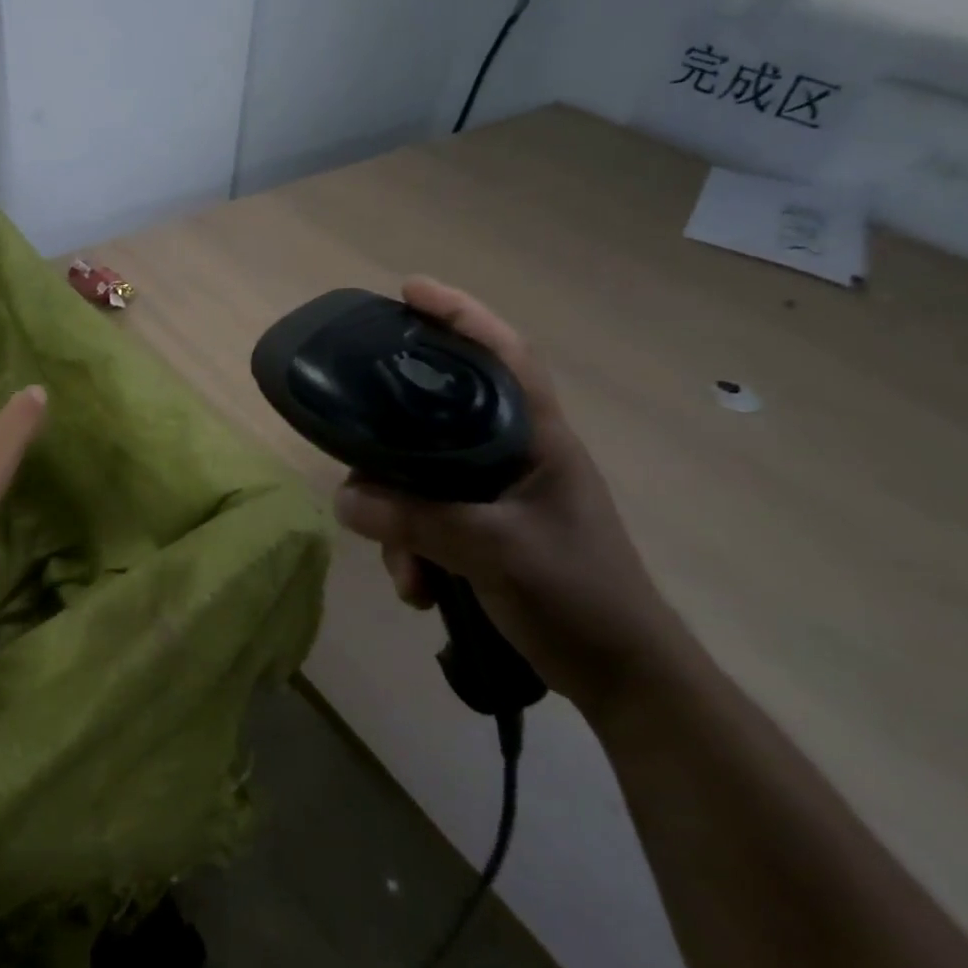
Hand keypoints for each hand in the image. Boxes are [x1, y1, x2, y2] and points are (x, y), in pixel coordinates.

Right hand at [331, 278, 689, 718]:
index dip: (459, 312)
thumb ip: (417, 520)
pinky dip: (414, 549)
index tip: (408, 291)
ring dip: (401, 523)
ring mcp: (500, 495)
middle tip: (358, 454)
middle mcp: (515, 455)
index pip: (503, 352)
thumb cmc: (578, 596)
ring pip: (424, 479)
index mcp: (537, 437)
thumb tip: (345, 497)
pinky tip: (418, 588)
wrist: (623, 677)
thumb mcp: (494, 552)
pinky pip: (430, 520)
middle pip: (439, 419)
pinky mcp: (487, 531)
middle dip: (394, 450)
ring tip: (406, 572)